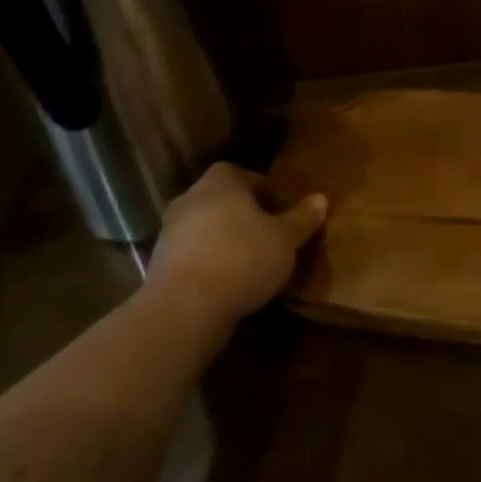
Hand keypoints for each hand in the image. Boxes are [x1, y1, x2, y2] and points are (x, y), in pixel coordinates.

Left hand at [148, 162, 326, 323]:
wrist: (184, 309)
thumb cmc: (242, 258)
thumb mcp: (285, 239)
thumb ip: (302, 218)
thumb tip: (321, 198)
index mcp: (220, 183)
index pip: (238, 172)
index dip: (258, 186)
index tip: (277, 205)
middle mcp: (189, 200)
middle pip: (219, 200)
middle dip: (240, 213)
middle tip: (266, 231)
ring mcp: (169, 235)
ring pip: (203, 228)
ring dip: (222, 240)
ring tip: (250, 260)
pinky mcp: (159, 268)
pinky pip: (192, 256)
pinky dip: (208, 264)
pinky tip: (228, 283)